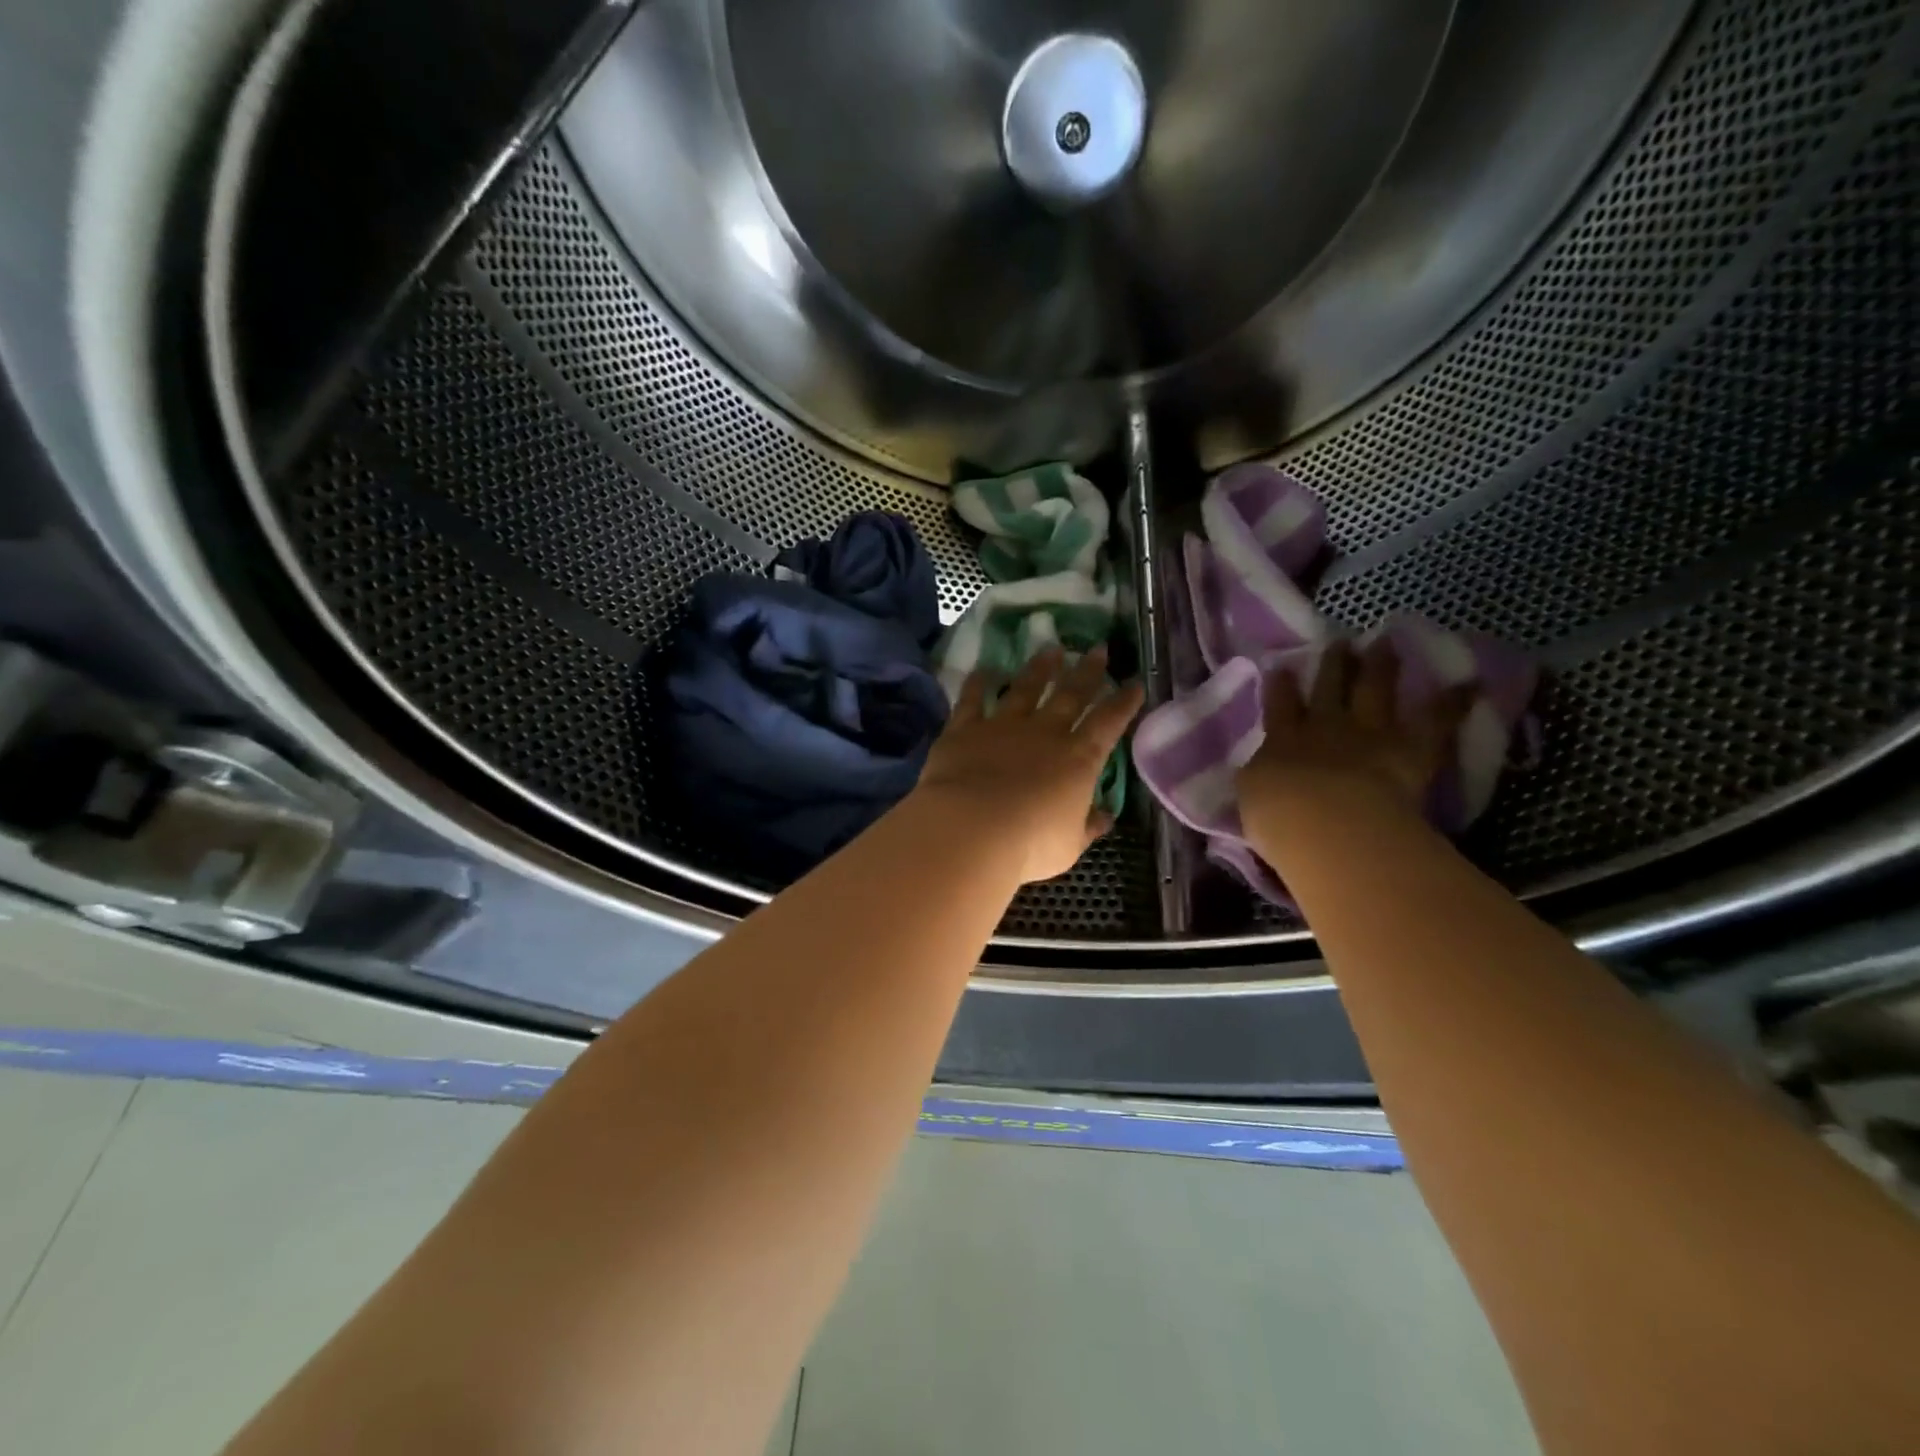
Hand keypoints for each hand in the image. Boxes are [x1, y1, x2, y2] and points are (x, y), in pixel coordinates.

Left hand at [914, 647, 1144, 884]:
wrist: (972, 829)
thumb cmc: (1030, 844)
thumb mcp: (1070, 845)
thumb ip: (1088, 826)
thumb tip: (1105, 816)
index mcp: (1078, 759)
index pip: (1108, 722)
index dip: (1123, 702)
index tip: (1134, 683)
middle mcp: (1045, 733)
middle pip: (1071, 694)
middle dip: (1087, 671)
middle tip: (1097, 648)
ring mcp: (1003, 726)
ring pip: (1025, 688)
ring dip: (1040, 668)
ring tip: (1051, 649)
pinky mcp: (965, 729)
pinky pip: (972, 700)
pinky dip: (977, 683)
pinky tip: (983, 669)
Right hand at [1237, 640, 1474, 821]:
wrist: (1330, 825)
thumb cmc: (1278, 819)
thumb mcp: (1249, 796)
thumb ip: (1257, 777)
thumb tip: (1254, 766)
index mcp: (1283, 741)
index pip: (1280, 707)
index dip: (1281, 686)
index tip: (1283, 667)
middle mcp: (1325, 727)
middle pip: (1329, 689)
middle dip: (1333, 665)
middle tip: (1340, 643)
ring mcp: (1370, 733)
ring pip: (1374, 691)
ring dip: (1380, 666)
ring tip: (1385, 643)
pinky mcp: (1411, 749)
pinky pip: (1436, 721)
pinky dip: (1453, 701)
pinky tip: (1470, 682)